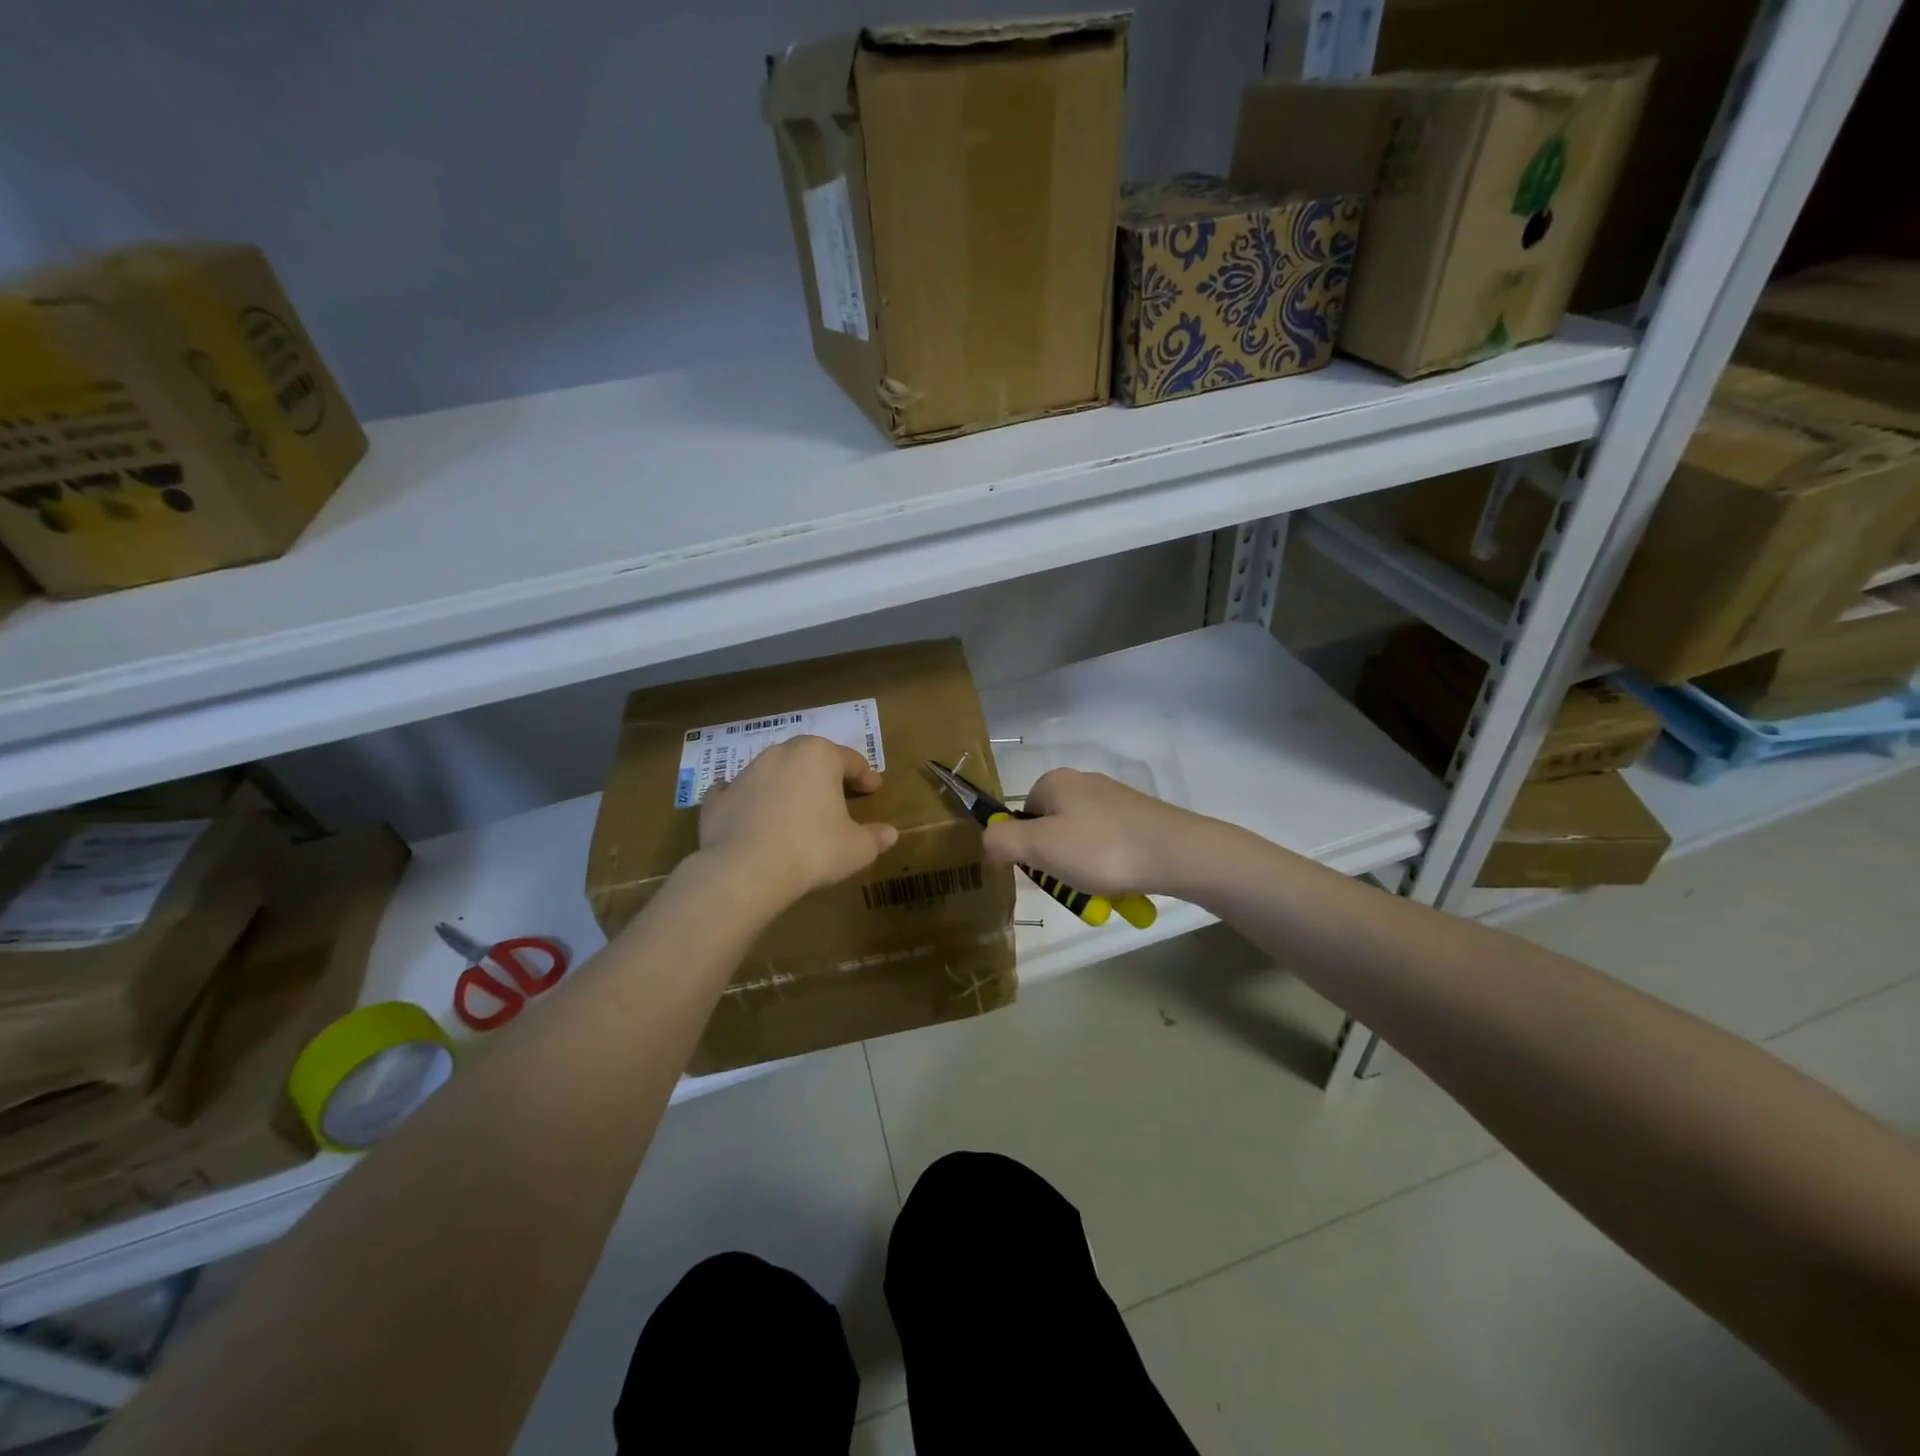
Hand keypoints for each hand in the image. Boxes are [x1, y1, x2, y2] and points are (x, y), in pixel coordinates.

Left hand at [696, 736, 898, 908]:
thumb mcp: (857, 848)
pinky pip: (737, 793)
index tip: (874, 789)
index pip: (851, 761)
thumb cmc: (813, 850)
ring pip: (774, 772)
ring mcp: (745, 774)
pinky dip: (747, 800)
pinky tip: (751, 814)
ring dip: (788, 786)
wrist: (745, 871)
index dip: (866, 775)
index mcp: (819, 756)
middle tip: (838, 794)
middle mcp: (781, 754)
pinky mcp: (717, 799)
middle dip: (825, 774)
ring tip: (797, 809)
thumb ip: (875, 837)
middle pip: (811, 758)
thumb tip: (889, 834)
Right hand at [980, 769, 1217, 899]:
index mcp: (1055, 782)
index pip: (1021, 816)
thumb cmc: (1101, 849)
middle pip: (1051, 830)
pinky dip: (1111, 869)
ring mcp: (1114, 800)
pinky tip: (1123, 884)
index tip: (1043, 870)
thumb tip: (989, 842)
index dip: (1026, 848)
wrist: (1178, 853)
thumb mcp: (1040, 848)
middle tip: (1074, 885)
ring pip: (1081, 844)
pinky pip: (1109, 848)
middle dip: (1058, 864)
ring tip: (1102, 891)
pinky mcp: (1138, 818)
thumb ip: (1002, 842)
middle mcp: (1083, 783)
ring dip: (1085, 873)